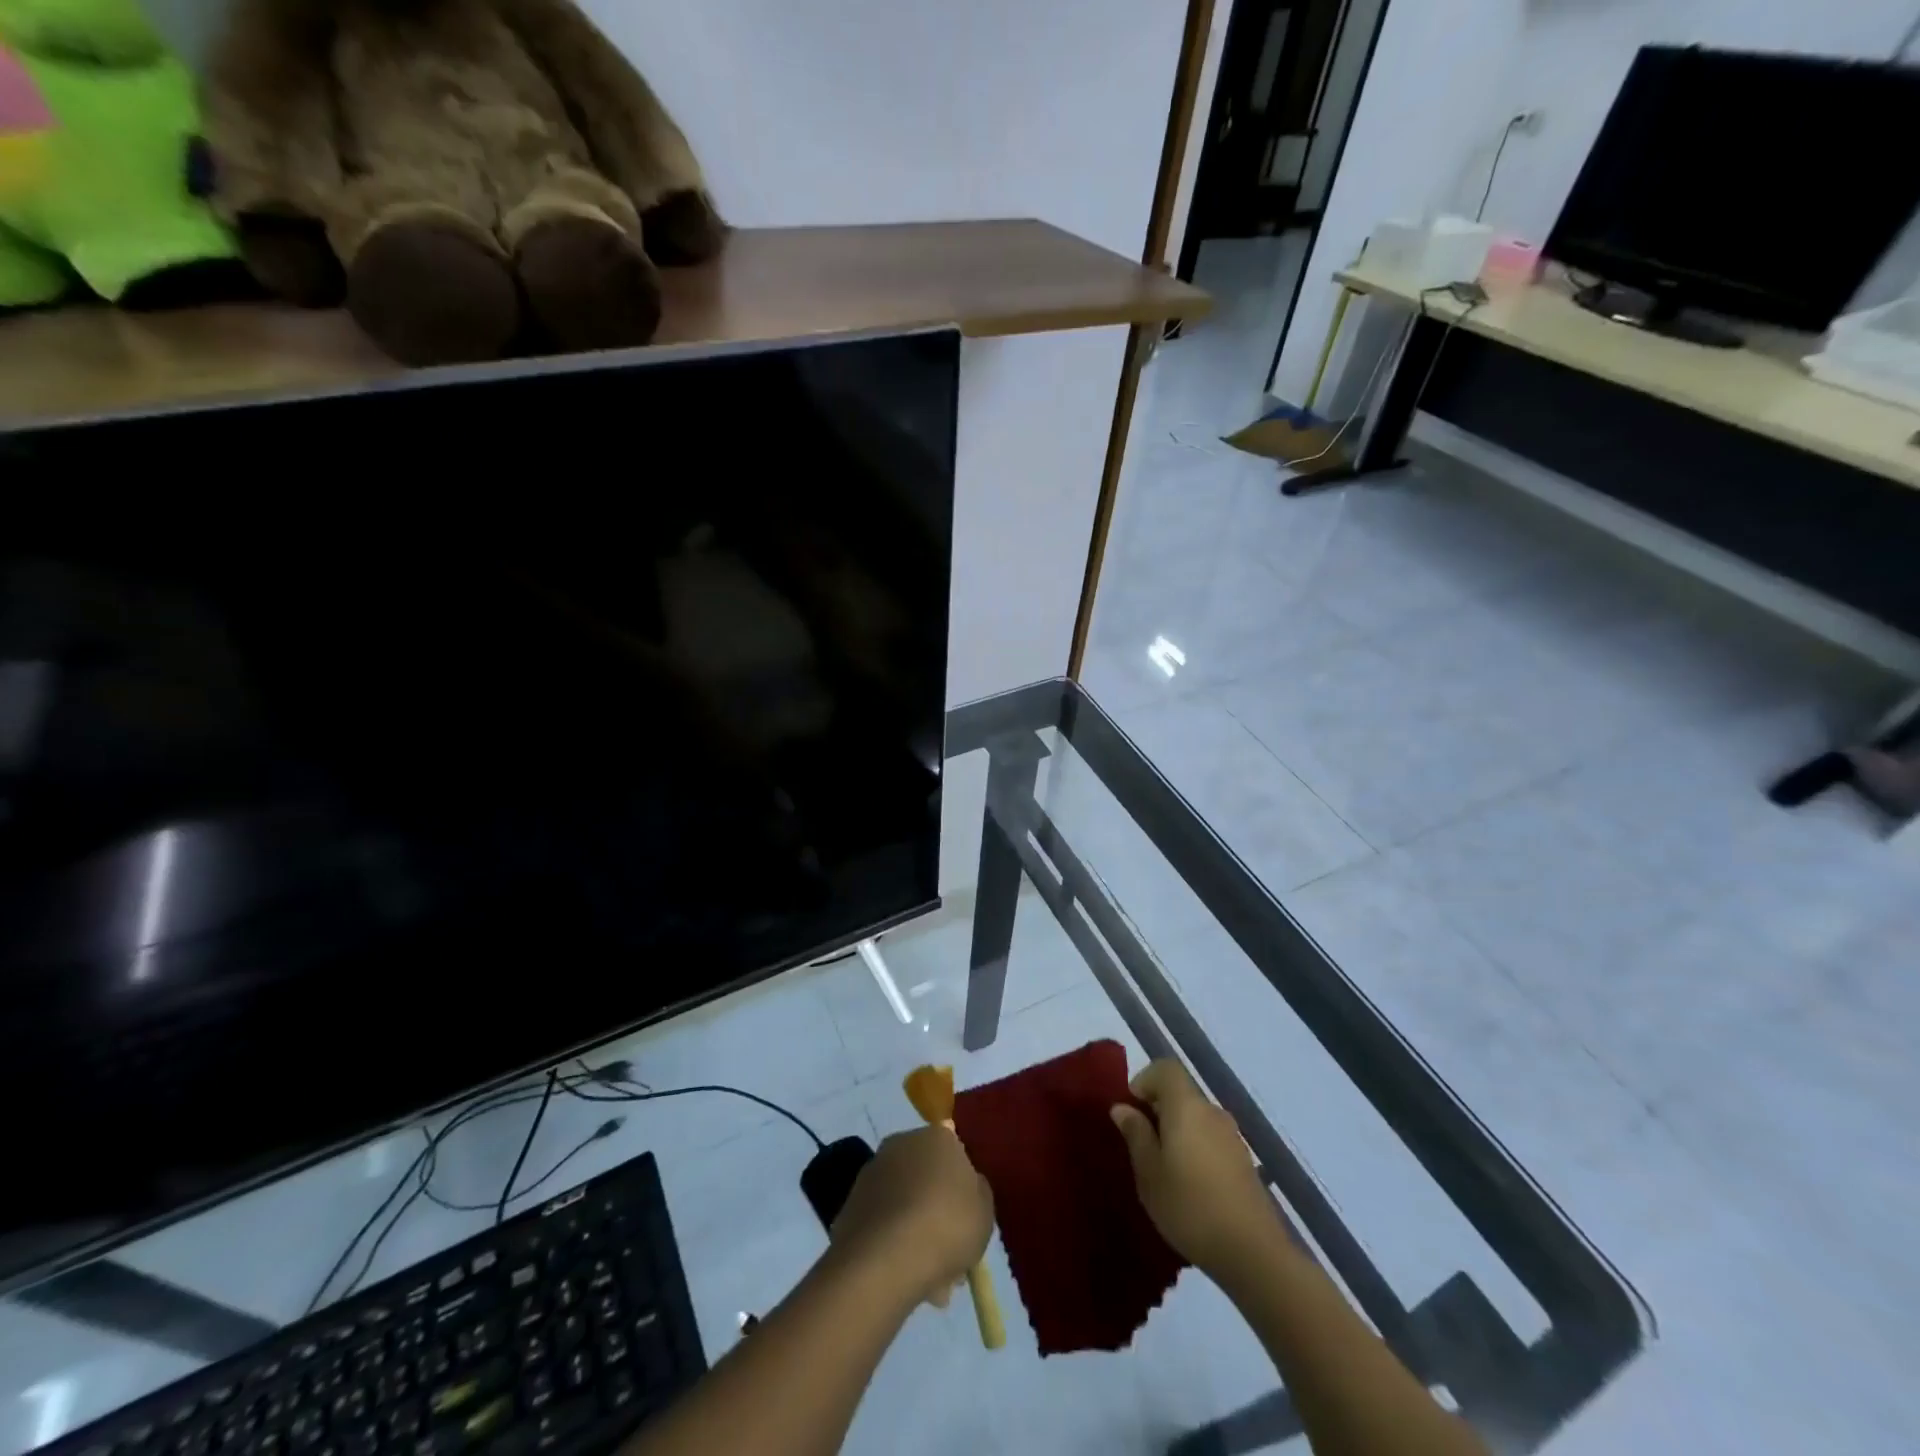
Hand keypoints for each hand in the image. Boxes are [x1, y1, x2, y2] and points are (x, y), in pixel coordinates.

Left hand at [828, 1127, 992, 1309]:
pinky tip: (905, 1278)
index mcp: (937, 1136)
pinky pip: (883, 1222)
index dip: (962, 1188)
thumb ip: (978, 1192)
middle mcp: (902, 1143)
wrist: (885, 1258)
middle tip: (951, 1256)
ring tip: (931, 1283)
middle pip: (927, 1178)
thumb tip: (968, 1185)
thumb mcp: (985, 1211)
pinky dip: (893, 1244)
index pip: (954, 1153)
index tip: (967, 1220)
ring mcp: (873, 1172)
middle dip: (938, 1213)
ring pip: (905, 1203)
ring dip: (916, 1233)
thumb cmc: (947, 1225)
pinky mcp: (851, 1203)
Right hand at [1111, 1059, 1276, 1275]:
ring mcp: (1233, 1137)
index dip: (1144, 1081)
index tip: (1131, 1112)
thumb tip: (1123, 1107)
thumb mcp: (1149, 1172)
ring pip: (1196, 1119)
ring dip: (1177, 1134)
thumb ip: (1135, 1134)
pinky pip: (1211, 1141)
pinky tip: (1191, 1189)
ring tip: (1164, 1172)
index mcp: (1186, 1106)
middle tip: (1142, 1148)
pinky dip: (1196, 1151)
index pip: (1165, 1068)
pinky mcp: (1244, 1162)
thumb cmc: (1190, 1206)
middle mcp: (1212, 1111)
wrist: (1253, 1253)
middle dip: (1158, 1111)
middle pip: (1181, 1094)